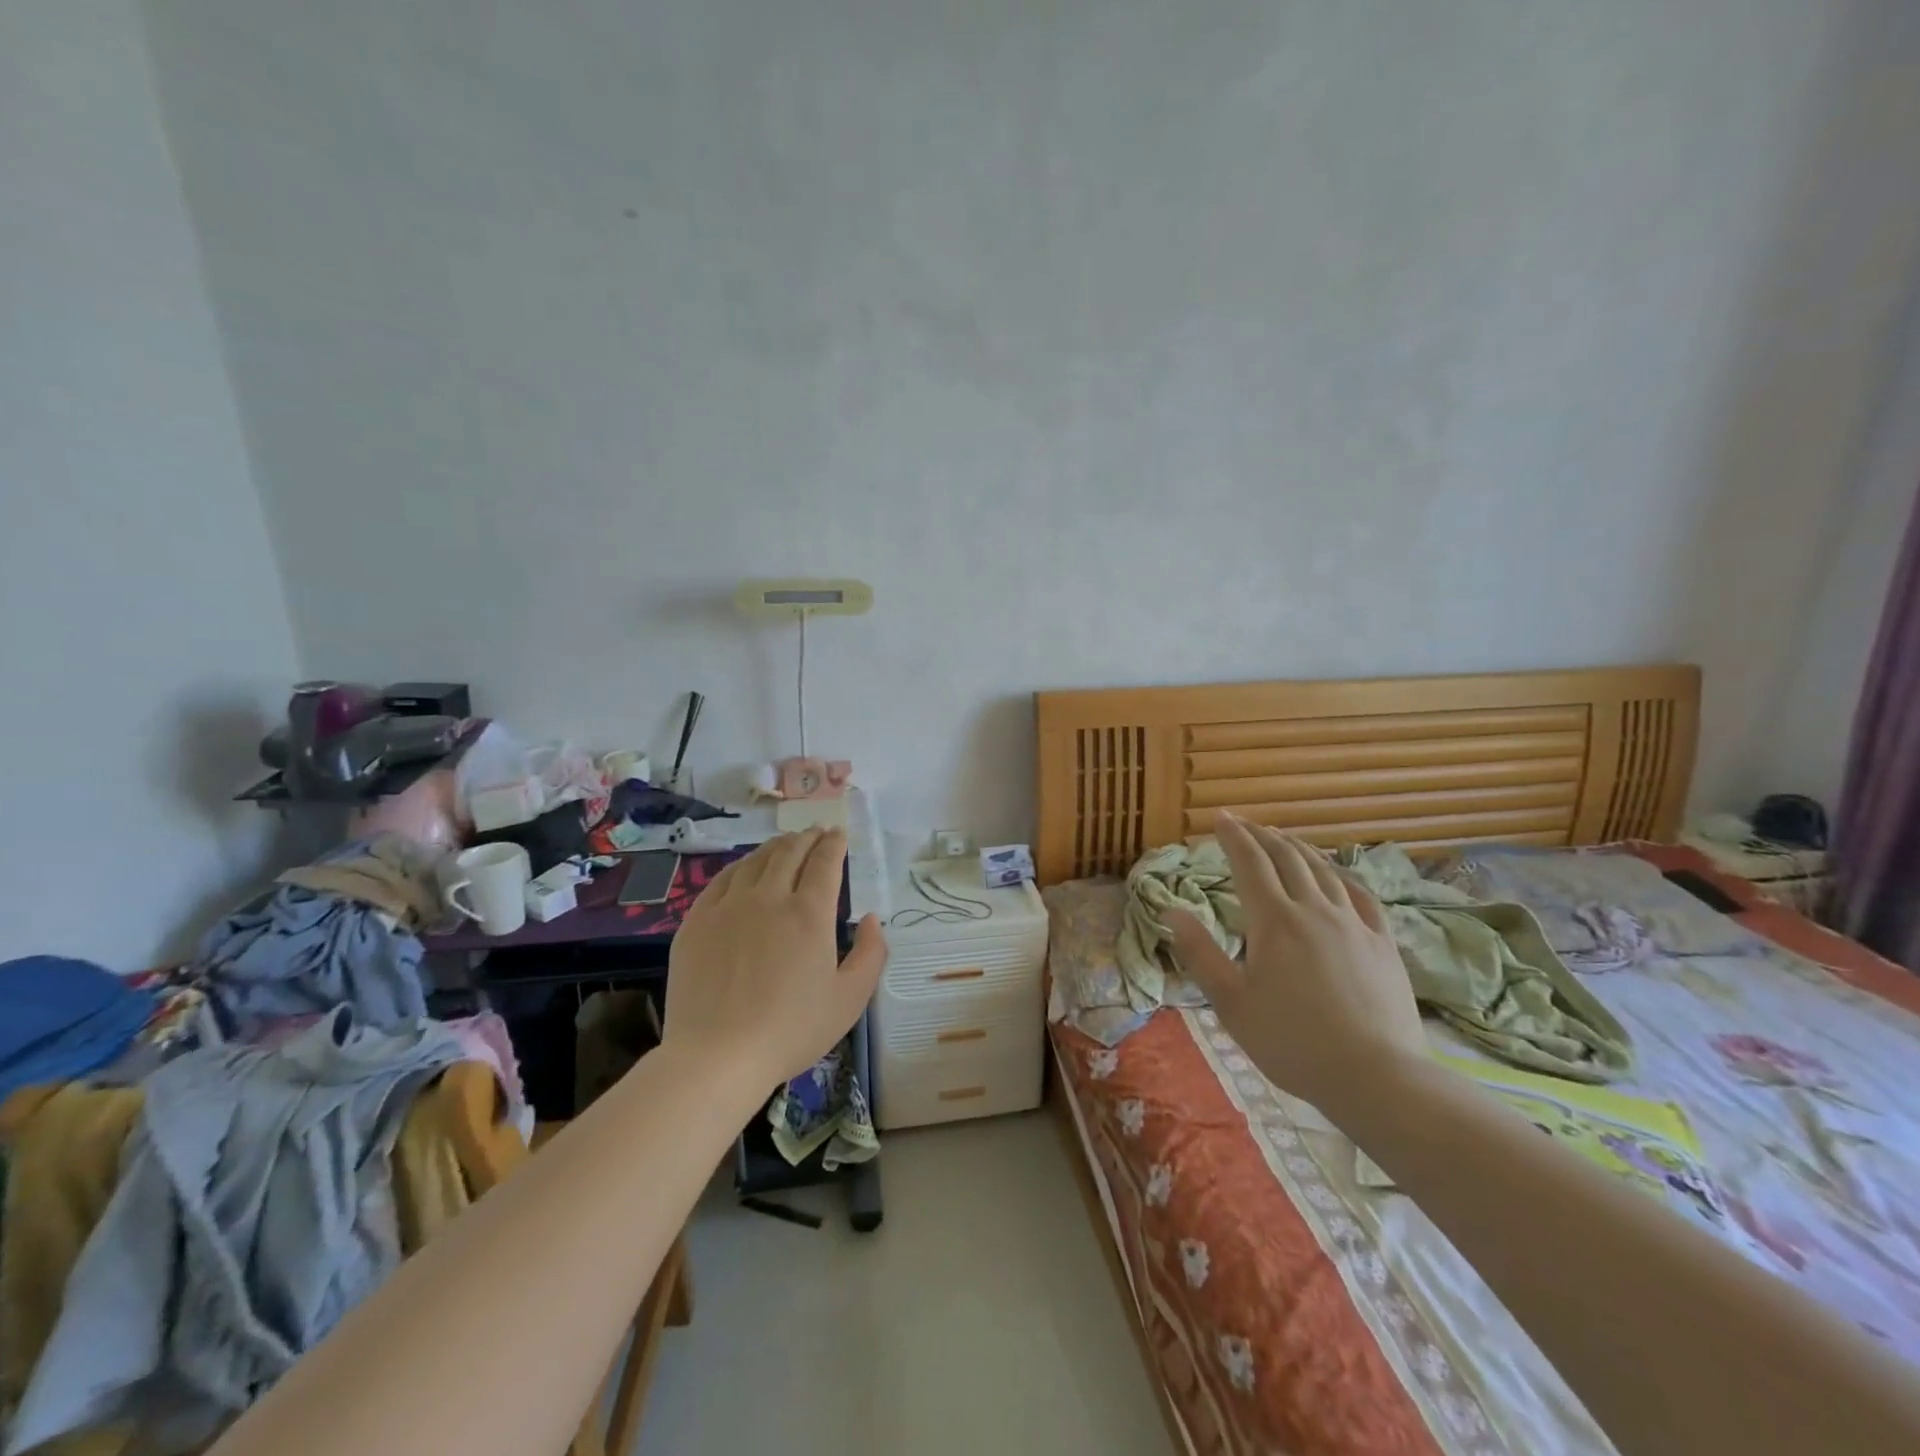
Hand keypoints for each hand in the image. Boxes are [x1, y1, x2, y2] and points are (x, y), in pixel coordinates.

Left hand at [663, 829, 887, 1085]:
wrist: (717, 1057)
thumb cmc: (791, 1031)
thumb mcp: (850, 999)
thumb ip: (870, 953)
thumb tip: (871, 918)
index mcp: (810, 913)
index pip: (825, 862)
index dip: (834, 844)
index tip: (839, 834)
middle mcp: (770, 898)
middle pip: (790, 852)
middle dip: (807, 838)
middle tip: (815, 833)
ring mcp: (728, 907)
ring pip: (755, 861)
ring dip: (775, 846)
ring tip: (785, 843)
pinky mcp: (697, 922)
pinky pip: (722, 880)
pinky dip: (741, 866)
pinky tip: (745, 868)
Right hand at [1165, 814, 1424, 1113]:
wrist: (1376, 1077)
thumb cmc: (1292, 1042)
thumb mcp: (1231, 1003)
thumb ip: (1199, 953)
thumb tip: (1171, 910)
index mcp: (1273, 921)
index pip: (1249, 863)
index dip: (1233, 836)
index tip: (1220, 818)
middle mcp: (1313, 910)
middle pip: (1286, 857)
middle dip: (1262, 835)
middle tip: (1244, 824)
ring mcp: (1353, 923)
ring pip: (1322, 870)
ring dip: (1297, 847)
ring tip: (1281, 838)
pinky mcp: (1382, 942)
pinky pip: (1359, 893)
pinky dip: (1339, 874)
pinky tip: (1333, 873)